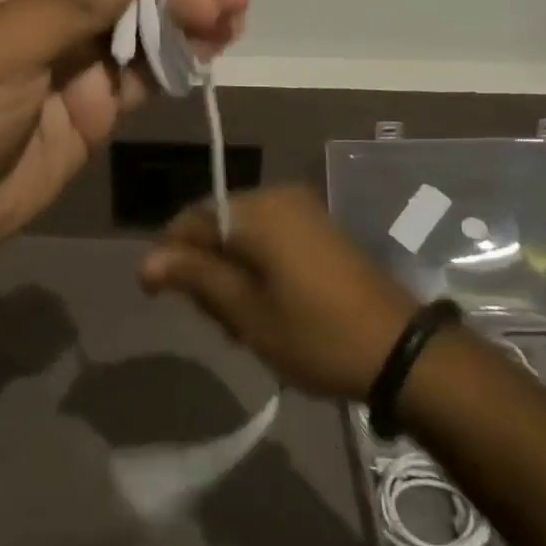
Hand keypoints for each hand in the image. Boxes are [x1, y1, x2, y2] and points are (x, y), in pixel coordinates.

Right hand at [139, 184, 418, 400]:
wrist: (399, 349)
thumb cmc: (314, 333)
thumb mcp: (246, 312)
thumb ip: (194, 277)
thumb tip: (146, 261)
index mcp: (255, 211)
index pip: (191, 219)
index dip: (169, 256)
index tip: (159, 298)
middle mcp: (276, 196)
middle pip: (216, 224)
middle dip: (205, 269)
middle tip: (217, 323)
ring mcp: (302, 209)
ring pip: (243, 234)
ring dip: (232, 273)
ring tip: (243, 325)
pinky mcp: (320, 227)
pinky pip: (270, 237)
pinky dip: (258, 267)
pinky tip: (268, 307)